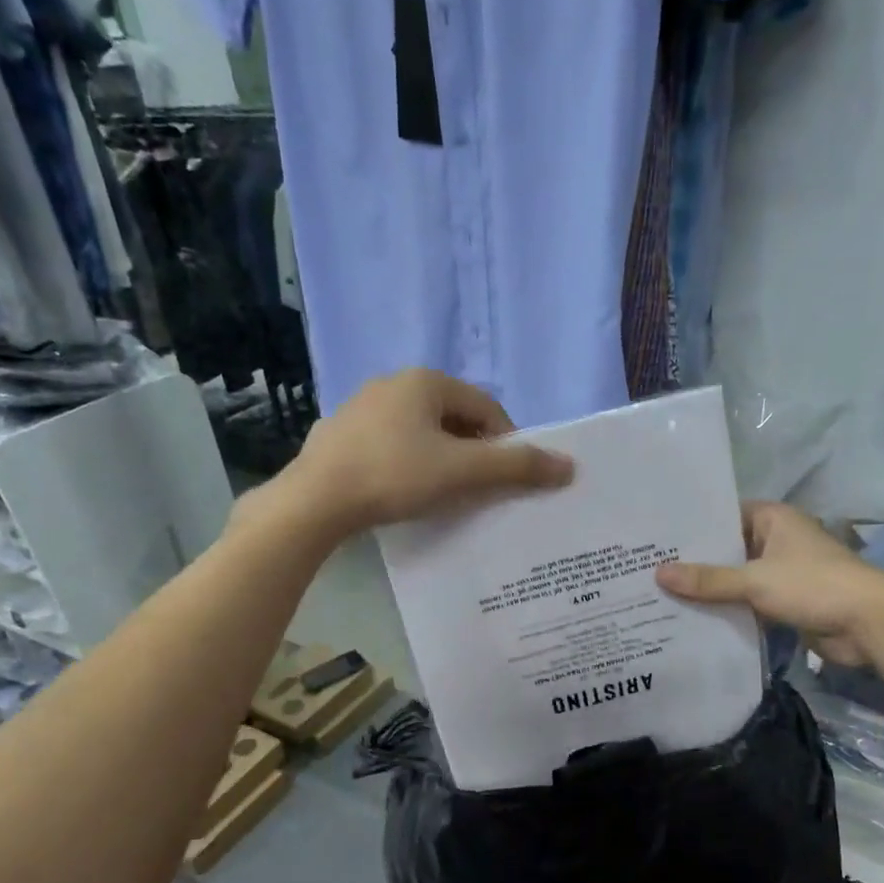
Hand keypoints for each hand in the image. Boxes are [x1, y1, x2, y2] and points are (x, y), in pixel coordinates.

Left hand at [282, 369, 573, 535]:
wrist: (314, 501)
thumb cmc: (395, 476)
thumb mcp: (463, 472)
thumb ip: (517, 467)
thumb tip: (569, 466)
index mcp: (425, 381)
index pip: (486, 408)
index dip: (506, 443)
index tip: (508, 479)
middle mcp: (393, 383)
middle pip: (454, 418)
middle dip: (474, 452)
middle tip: (479, 490)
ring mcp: (361, 407)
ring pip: (422, 432)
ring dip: (442, 459)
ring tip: (444, 495)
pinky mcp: (340, 434)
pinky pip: (391, 445)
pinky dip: (409, 464)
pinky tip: (404, 492)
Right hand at [656, 502, 883, 665]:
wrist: (870, 623)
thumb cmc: (814, 585)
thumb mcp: (755, 580)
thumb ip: (708, 580)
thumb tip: (658, 574)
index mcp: (773, 519)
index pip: (723, 515)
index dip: (693, 527)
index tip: (657, 538)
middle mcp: (776, 540)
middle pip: (728, 549)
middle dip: (696, 563)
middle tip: (649, 570)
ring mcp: (783, 572)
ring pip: (737, 578)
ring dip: (711, 590)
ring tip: (663, 596)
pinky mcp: (787, 602)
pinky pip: (749, 602)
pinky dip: (729, 610)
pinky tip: (695, 620)